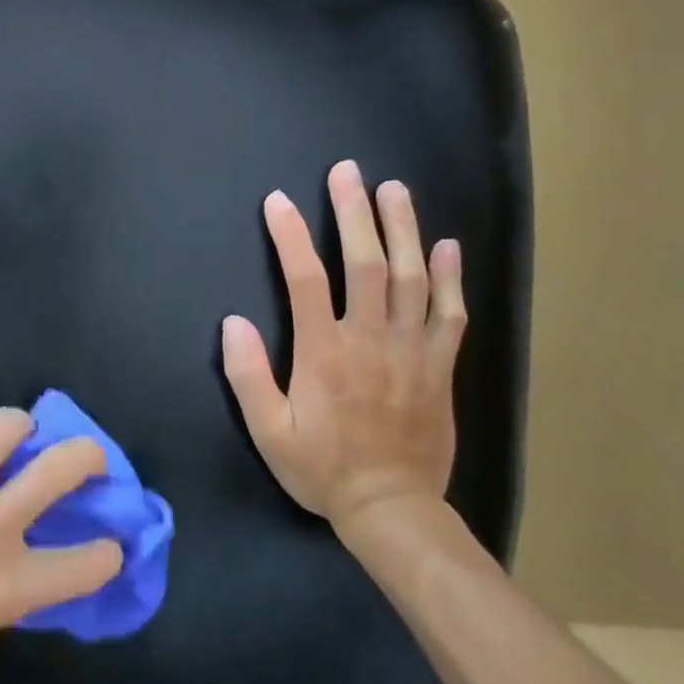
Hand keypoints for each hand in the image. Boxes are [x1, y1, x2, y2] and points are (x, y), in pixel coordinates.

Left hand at [0, 409, 124, 683]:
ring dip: (20, 431)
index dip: (107, 553)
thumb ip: (4, 593)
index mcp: (7, 586)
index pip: (86, 564)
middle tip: (88, 459)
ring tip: (13, 441)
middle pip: (64, 466)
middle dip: (90, 456)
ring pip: (10, 423)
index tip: (107, 545)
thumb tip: (23, 561)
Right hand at [221, 160, 466, 531]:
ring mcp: (411, 351)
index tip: (278, 200)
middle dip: (355, 213)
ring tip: (394, 190)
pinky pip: (450, 315)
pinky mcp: (439, 366)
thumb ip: (248, 375)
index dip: (291, 236)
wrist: (393, 510)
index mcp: (324, 352)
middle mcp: (370, 340)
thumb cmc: (323, 469)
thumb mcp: (269, 432)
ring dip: (403, 230)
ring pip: (412, 278)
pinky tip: (447, 246)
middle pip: (366, 264)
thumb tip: (232, 322)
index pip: (306, 280)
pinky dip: (451, 278)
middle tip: (348, 172)